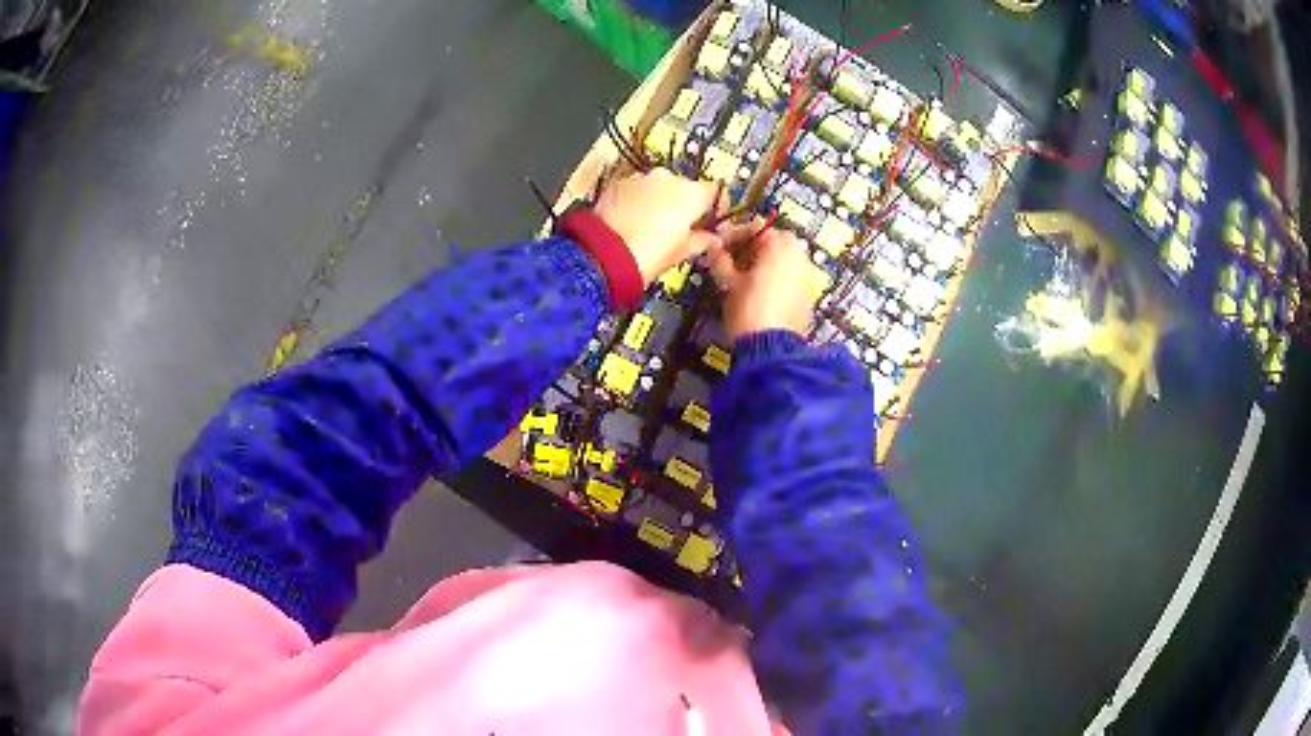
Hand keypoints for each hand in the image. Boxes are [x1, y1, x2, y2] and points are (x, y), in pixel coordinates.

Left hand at [593, 169, 723, 284]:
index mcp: (692, 193)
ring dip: (661, 201)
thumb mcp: (681, 253)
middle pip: (686, 187)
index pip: (716, 192)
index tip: (711, 223)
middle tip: (680, 229)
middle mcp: (669, 178)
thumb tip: (713, 239)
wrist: (602, 255)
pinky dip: (640, 201)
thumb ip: (701, 241)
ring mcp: (642, 178)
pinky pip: (637, 190)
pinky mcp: (618, 183)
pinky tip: (632, 221)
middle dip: (685, 205)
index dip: (715, 208)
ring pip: (660, 187)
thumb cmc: (650, 255)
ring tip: (652, 227)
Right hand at [708, 222, 827, 341]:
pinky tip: (756, 293)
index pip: (755, 227)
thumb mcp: (728, 281)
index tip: (717, 246)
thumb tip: (713, 248)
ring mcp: (808, 276)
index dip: (732, 236)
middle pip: (771, 244)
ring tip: (739, 279)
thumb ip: (720, 259)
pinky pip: (788, 278)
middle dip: (749, 250)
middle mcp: (801, 255)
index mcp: (783, 244)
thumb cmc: (749, 308)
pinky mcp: (809, 296)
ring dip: (761, 265)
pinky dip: (773, 280)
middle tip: (727, 262)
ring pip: (780, 262)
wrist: (771, 349)